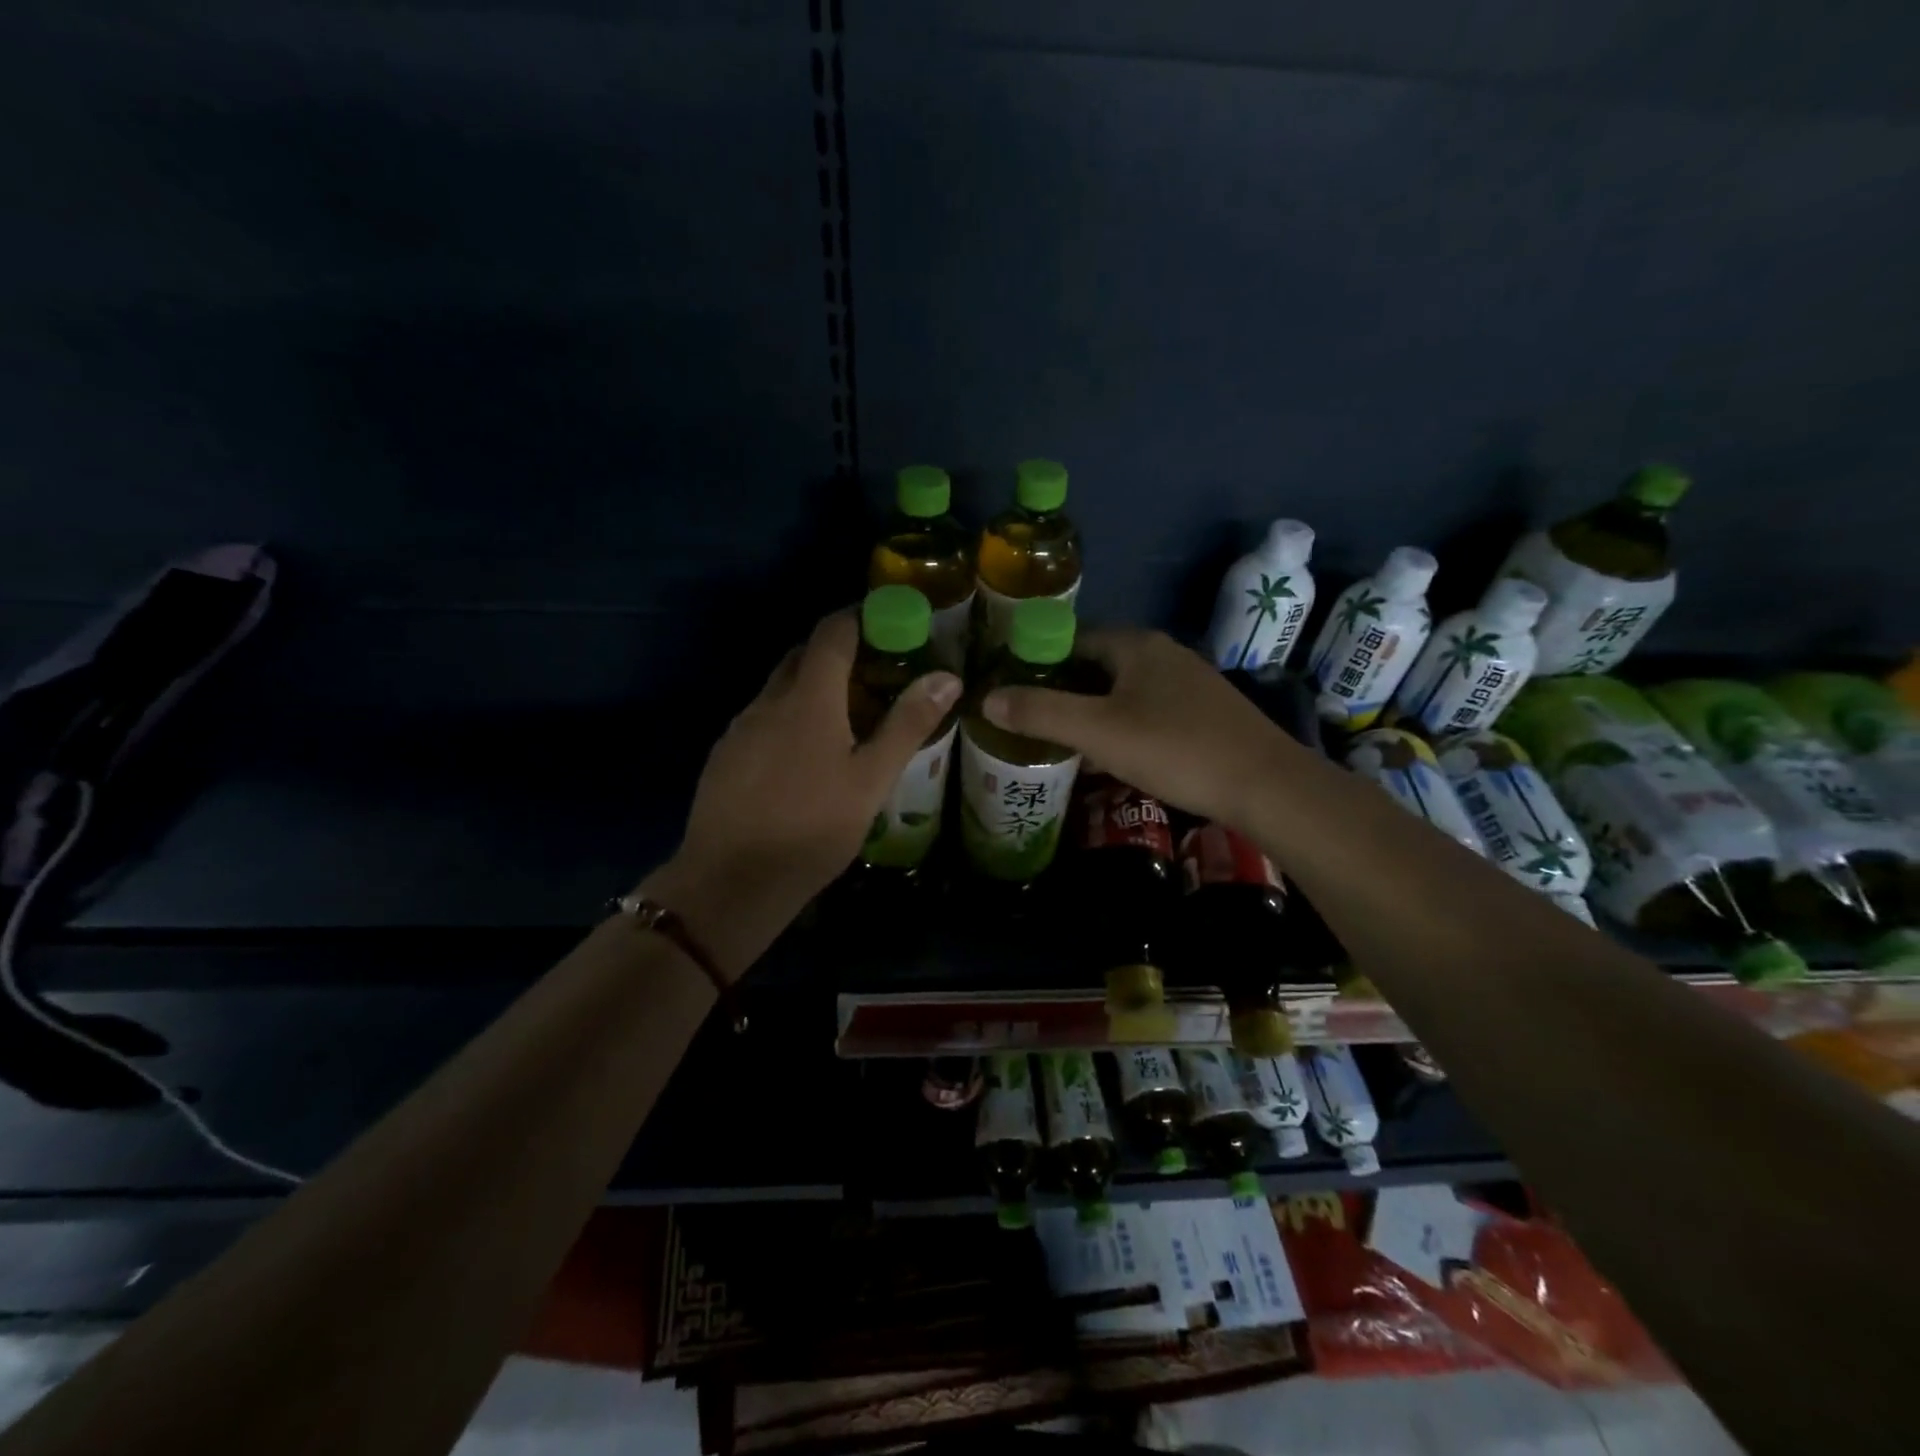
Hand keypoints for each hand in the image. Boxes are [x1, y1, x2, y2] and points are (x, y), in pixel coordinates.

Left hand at [645, 611, 960, 969]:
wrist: (730, 882)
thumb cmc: (812, 829)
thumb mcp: (871, 780)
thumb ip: (907, 725)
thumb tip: (948, 676)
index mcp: (808, 698)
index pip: (831, 633)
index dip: (859, 619)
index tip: (889, 626)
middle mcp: (768, 701)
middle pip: (803, 656)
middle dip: (838, 653)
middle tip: (877, 675)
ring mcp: (740, 728)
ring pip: (780, 689)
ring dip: (812, 688)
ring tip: (847, 719)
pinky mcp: (724, 756)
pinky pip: (762, 719)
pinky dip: (789, 718)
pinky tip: (805, 758)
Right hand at [982, 627, 1287, 826]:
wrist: (1266, 786)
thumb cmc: (1176, 749)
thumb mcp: (1099, 732)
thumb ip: (1041, 713)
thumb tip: (986, 699)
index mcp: (1135, 645)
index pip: (1071, 640)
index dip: (1037, 663)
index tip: (1011, 693)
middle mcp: (1162, 654)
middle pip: (1096, 666)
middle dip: (1062, 692)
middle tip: (1029, 723)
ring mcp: (1187, 684)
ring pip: (1122, 692)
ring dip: (1091, 713)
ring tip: (1060, 743)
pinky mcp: (1203, 714)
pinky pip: (1146, 712)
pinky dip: (1120, 727)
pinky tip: (1111, 757)